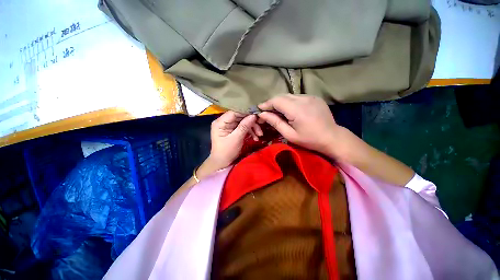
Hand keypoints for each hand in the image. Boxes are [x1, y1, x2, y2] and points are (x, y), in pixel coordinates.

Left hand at [205, 111, 261, 171]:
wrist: (222, 162)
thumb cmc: (226, 151)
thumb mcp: (236, 139)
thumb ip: (244, 126)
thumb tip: (253, 115)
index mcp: (220, 122)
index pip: (234, 112)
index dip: (246, 112)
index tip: (257, 115)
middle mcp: (224, 121)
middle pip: (240, 117)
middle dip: (251, 122)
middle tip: (260, 127)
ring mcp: (229, 126)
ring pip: (243, 122)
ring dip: (252, 128)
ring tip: (259, 135)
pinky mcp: (233, 130)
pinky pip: (243, 127)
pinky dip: (250, 131)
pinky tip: (255, 138)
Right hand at [258, 94, 349, 159]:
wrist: (332, 137)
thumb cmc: (309, 139)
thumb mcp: (289, 134)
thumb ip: (275, 122)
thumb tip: (262, 114)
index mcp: (297, 109)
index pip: (277, 100)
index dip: (267, 104)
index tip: (259, 109)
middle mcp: (304, 99)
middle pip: (282, 96)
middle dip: (272, 102)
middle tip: (267, 111)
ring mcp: (310, 96)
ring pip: (290, 95)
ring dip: (281, 102)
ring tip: (277, 111)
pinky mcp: (314, 97)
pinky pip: (297, 97)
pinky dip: (290, 102)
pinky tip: (290, 110)